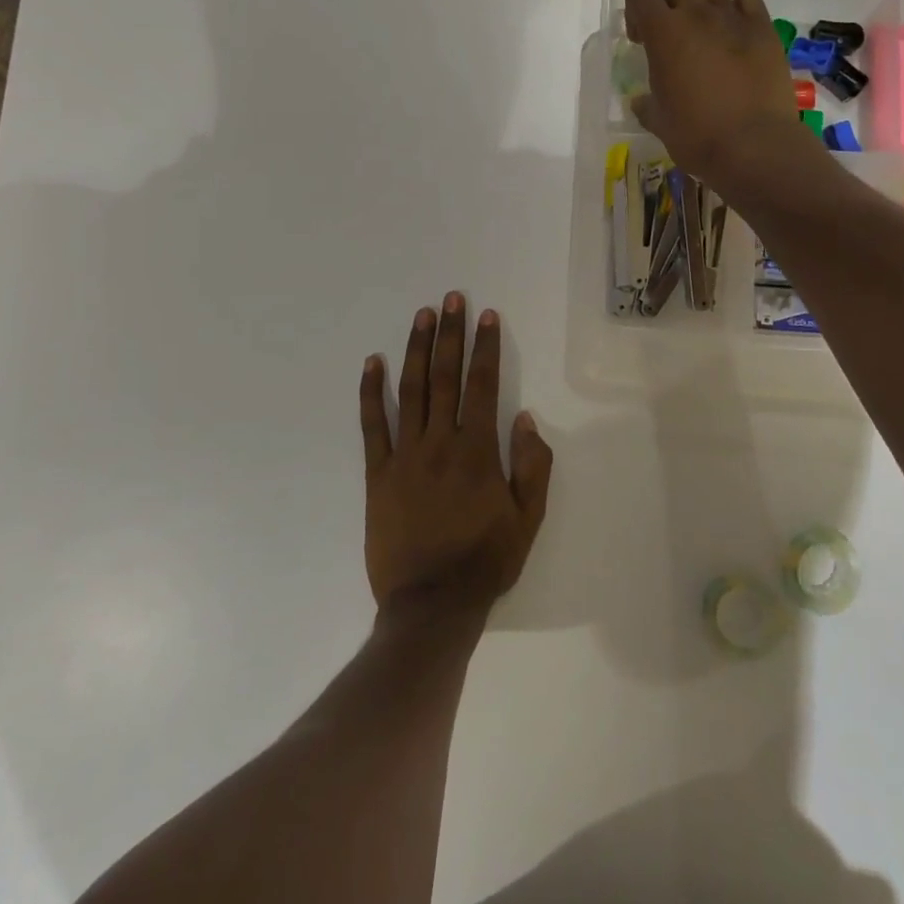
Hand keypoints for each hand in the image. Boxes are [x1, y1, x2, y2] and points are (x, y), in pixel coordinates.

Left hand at [360, 293, 552, 615]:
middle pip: (445, 376)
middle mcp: (440, 443)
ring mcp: (404, 456)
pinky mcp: (377, 474)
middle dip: (450, 334)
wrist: (430, 605)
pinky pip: (372, 425)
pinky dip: (371, 392)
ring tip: (422, 315)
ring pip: (410, 390)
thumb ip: (532, 466)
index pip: (484, 385)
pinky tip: (372, 363)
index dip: (486, 347)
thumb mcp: (527, 520)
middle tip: (452, 298)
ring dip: (416, 349)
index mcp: (478, 452)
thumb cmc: (485, 562)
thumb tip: (525, 419)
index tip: (486, 316)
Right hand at [625, 0, 814, 191]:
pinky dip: (737, 8)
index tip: (640, 39)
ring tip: (703, 27)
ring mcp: (734, 18)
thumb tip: (642, 102)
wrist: (753, 145)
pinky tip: (735, 34)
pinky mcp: (764, 29)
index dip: (635, 13)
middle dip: (666, 2)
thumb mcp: (659, 122)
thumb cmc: (696, 136)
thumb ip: (647, 105)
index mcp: (664, 34)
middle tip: (669, 33)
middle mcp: (697, 15)